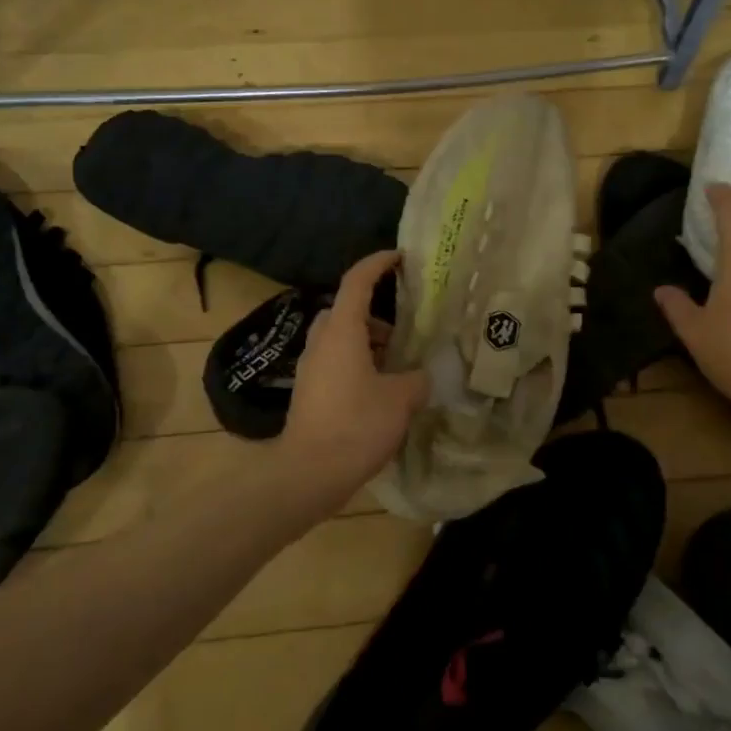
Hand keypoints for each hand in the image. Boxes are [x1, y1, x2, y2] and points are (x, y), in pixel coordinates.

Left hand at [280, 250, 430, 502]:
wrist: (309, 472)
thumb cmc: (356, 425)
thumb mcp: (401, 399)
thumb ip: (417, 379)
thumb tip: (421, 376)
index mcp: (342, 332)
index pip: (357, 281)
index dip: (378, 264)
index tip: (399, 258)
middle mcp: (322, 342)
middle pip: (345, 310)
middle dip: (374, 312)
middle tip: (402, 329)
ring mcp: (311, 367)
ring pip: (339, 338)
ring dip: (366, 341)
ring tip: (396, 363)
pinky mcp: (309, 391)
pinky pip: (335, 361)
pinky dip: (357, 363)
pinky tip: (379, 389)